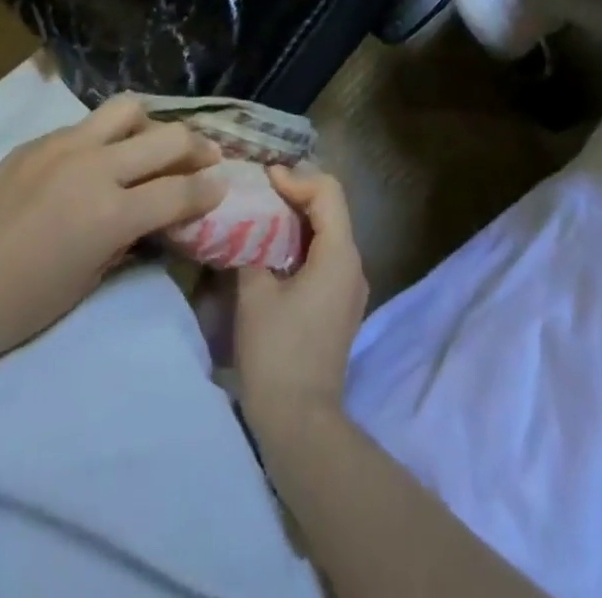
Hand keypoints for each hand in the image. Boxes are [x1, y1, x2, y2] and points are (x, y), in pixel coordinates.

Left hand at [0, 94, 222, 374]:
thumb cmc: (18, 307)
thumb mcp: (89, 281)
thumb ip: (129, 238)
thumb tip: (154, 216)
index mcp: (109, 213)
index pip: (179, 191)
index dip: (209, 190)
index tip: (223, 186)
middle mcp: (93, 167)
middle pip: (166, 139)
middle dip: (197, 148)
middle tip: (207, 157)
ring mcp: (63, 146)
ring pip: (127, 110)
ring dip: (151, 125)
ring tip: (154, 143)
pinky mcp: (36, 142)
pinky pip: (87, 125)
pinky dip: (108, 136)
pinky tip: (102, 156)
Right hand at [234, 167, 368, 431]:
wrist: (301, 423)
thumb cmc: (277, 352)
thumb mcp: (255, 292)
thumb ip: (253, 247)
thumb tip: (246, 225)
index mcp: (340, 254)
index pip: (328, 192)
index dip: (297, 178)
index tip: (265, 178)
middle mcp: (354, 264)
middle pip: (331, 209)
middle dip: (297, 194)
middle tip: (260, 190)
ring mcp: (351, 287)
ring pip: (329, 233)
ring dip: (299, 219)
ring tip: (262, 214)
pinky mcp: (341, 305)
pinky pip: (326, 257)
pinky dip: (303, 243)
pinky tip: (274, 249)